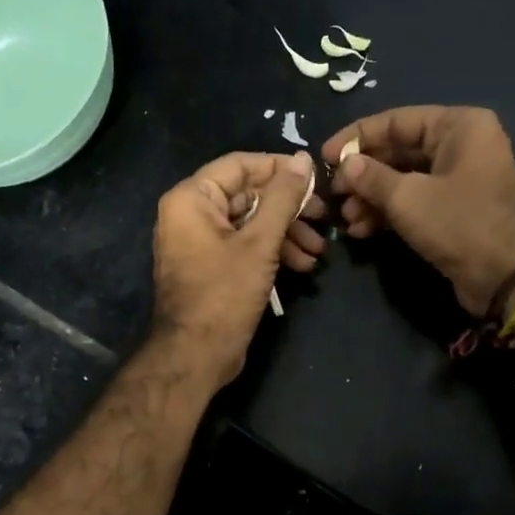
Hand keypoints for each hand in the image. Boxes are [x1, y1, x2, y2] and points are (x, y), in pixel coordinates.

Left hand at [151, 149, 316, 387]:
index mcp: (192, 199)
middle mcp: (190, 214)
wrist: (195, 356)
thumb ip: (283, 198)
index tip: (316, 178)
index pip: (240, 165)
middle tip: (324, 218)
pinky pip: (244, 246)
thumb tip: (303, 159)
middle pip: (248, 195)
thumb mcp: (260, 243)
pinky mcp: (211, 267)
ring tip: (318, 251)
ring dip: (286, 234)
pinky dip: (271, 252)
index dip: (279, 168)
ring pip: (250, 223)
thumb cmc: (223, 294)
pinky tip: (302, 266)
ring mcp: (199, 242)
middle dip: (289, 209)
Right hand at [306, 106, 514, 317]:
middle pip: (398, 151)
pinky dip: (388, 213)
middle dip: (363, 174)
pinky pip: (414, 202)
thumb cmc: (460, 223)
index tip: (325, 157)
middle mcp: (461, 146)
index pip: (396, 121)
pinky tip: (361, 230)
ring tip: (345, 218)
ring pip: (403, 180)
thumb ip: (371, 177)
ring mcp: (459, 179)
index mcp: (458, 126)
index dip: (356, 137)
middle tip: (334, 193)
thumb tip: (346, 165)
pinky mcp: (454, 210)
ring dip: (371, 198)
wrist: (509, 277)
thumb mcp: (408, 197)